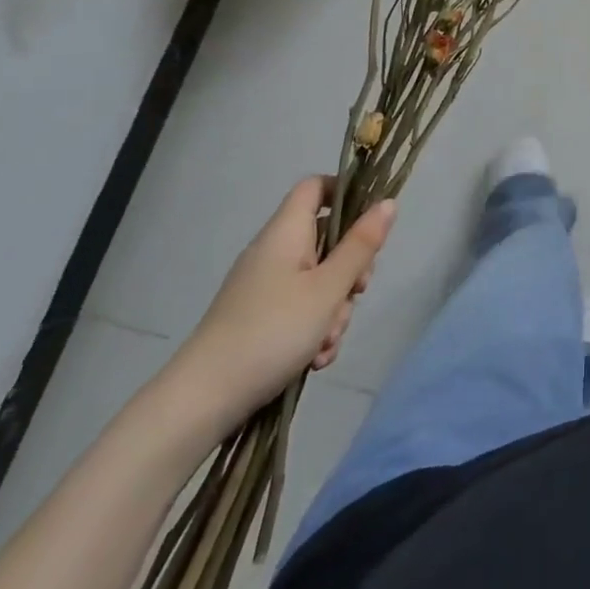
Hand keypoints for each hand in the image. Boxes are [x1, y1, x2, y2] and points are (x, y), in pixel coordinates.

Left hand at [162, 177, 394, 434]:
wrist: (201, 401)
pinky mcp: (259, 318)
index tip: (370, 222)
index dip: (346, 192)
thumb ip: (361, 245)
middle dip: (350, 269)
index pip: (315, 187)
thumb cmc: (272, 332)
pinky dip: (314, 329)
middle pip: (326, 240)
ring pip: (318, 281)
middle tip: (356, 293)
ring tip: (326, 342)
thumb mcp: (328, 289)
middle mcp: (274, 253)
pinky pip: (300, 310)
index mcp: (286, 233)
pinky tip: (315, 359)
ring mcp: (264, 287)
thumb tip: (388, 202)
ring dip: (334, 309)